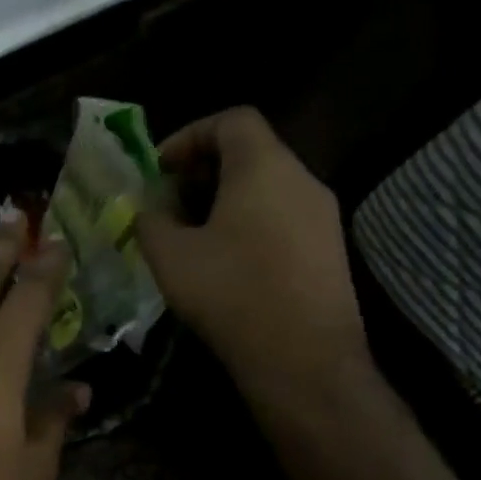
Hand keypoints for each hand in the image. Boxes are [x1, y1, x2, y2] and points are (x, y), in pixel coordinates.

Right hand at [136, 107, 375, 424]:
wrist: (303, 359)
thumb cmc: (230, 293)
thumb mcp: (169, 254)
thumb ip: (151, 219)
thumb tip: (151, 209)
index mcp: (264, 167)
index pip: (232, 119)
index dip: (189, 135)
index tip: (160, 169)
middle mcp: (302, 180)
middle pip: (250, 150)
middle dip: (202, 169)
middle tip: (168, 202)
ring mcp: (322, 215)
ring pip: (267, 185)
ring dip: (224, 198)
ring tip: (190, 233)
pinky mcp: (329, 248)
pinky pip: (282, 215)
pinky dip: (249, 221)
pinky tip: (224, 260)